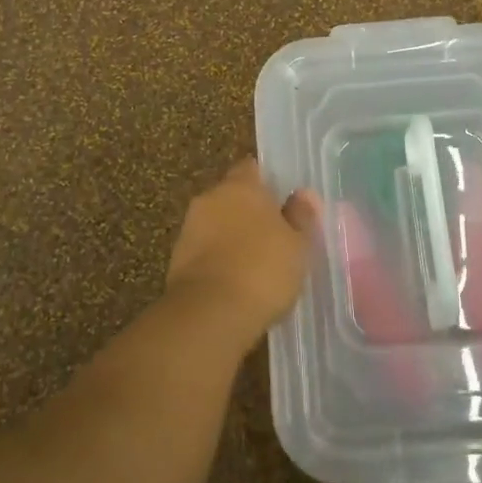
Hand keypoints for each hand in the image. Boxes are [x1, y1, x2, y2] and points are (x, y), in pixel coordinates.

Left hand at [166, 159, 319, 347]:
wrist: (209, 314)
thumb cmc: (263, 270)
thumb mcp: (297, 245)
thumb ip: (301, 216)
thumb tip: (305, 194)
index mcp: (240, 186)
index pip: (251, 168)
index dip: (266, 181)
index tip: (281, 199)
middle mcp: (210, 198)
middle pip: (231, 196)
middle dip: (248, 211)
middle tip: (272, 233)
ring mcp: (189, 229)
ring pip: (215, 223)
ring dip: (231, 236)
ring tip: (255, 262)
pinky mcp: (176, 260)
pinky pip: (204, 250)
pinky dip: (217, 259)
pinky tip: (235, 281)